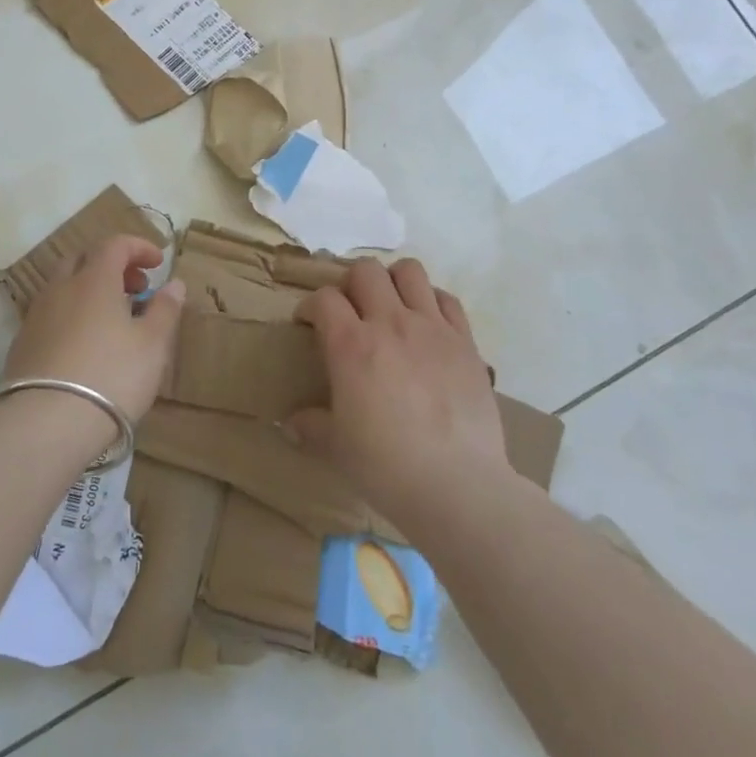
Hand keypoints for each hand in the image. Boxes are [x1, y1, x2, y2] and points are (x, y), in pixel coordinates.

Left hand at [2, 234, 185, 424]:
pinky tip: (84, 345)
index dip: (138, 247)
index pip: (114, 244)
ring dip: (90, 291)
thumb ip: (165, 309)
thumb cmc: (111, 376)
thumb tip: (174, 283)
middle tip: (136, 288)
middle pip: (84, 260)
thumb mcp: (152, 345)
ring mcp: (36, 316)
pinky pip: (51, 315)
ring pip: (64, 288)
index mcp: (94, 280)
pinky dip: (72, 315)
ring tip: (113, 320)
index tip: (159, 262)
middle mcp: (60, 289)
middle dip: (112, 266)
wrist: (45, 424)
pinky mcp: (22, 345)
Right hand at [286, 258, 506, 521]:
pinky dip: (432, 302)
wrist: (457, 485)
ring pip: (410, 271)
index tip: (309, 324)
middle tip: (350, 311)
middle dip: (350, 284)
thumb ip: (310, 427)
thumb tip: (289, 424)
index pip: (324, 298)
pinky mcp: (466, 341)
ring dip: (393, 281)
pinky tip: (427, 325)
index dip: (311, 306)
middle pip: (365, 271)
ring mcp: (433, 328)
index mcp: (351, 345)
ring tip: (390, 307)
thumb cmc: (386, 466)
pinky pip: (447, 299)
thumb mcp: (336, 448)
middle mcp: (391, 323)